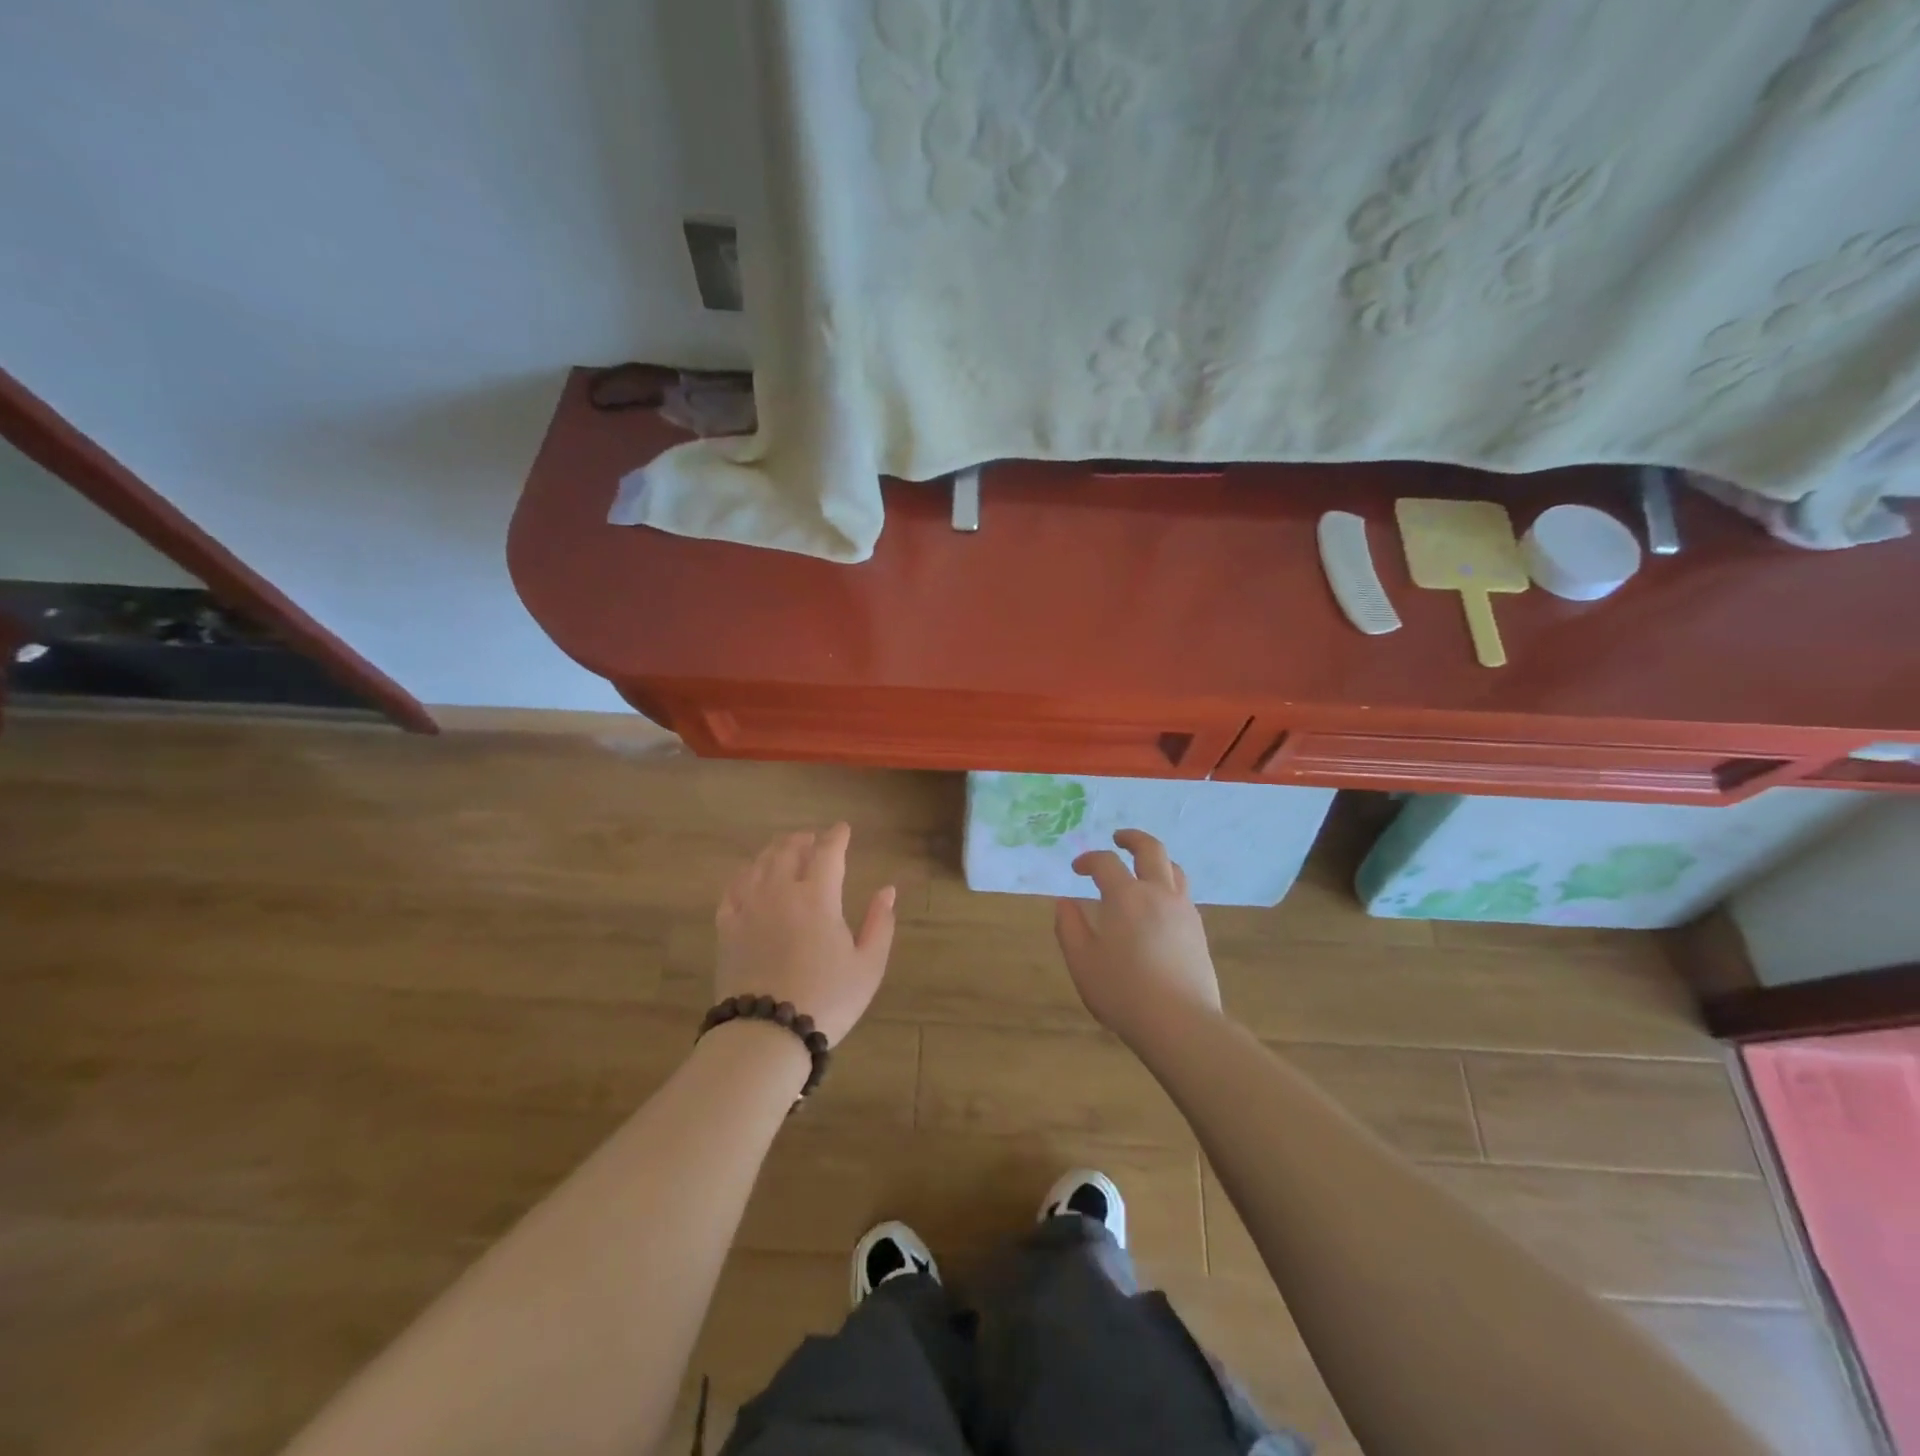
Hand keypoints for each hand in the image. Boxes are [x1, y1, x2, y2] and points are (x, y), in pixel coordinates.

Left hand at [714, 823, 896, 1046]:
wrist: (767, 1033)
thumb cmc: (827, 999)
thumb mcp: (868, 965)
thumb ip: (880, 923)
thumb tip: (887, 890)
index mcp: (818, 897)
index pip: (828, 852)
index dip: (837, 836)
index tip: (843, 829)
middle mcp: (780, 892)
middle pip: (789, 850)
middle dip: (804, 839)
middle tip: (813, 839)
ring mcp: (749, 907)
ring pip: (759, 863)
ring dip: (775, 851)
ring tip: (784, 851)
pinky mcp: (727, 927)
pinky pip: (733, 887)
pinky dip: (746, 874)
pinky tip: (750, 877)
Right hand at [1054, 828, 1221, 1047]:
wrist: (1180, 1023)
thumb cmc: (1123, 991)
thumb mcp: (1082, 962)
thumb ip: (1069, 927)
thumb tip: (1065, 902)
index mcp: (1125, 896)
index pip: (1105, 862)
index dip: (1088, 860)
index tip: (1077, 869)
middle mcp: (1158, 894)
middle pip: (1151, 850)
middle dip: (1132, 839)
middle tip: (1118, 838)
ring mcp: (1183, 911)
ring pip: (1174, 869)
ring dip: (1156, 860)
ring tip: (1143, 867)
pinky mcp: (1198, 931)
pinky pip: (1183, 894)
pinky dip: (1168, 886)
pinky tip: (1158, 906)